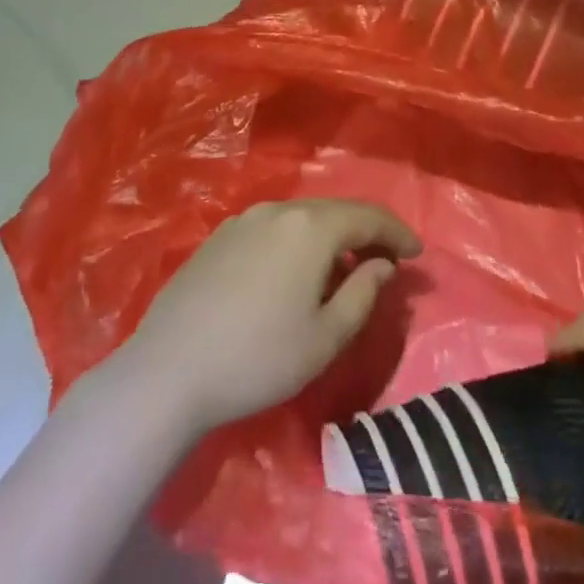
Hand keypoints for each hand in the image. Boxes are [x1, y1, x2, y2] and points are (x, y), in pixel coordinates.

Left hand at [121, 199, 421, 431]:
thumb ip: (363, 293)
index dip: (397, 233)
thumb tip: (381, 265)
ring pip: (302, 218)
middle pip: (334, 212)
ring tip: (343, 268)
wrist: (167, 372)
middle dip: (365, 232)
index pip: (368, 216)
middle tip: (386, 260)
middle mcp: (278, 210)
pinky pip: (273, 229)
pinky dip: (297, 242)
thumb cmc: (257, 358)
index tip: (417, 254)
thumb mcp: (325, 337)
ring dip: (330, 237)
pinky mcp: (218, 237)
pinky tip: (294, 272)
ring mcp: (243, 220)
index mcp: (310, 227)